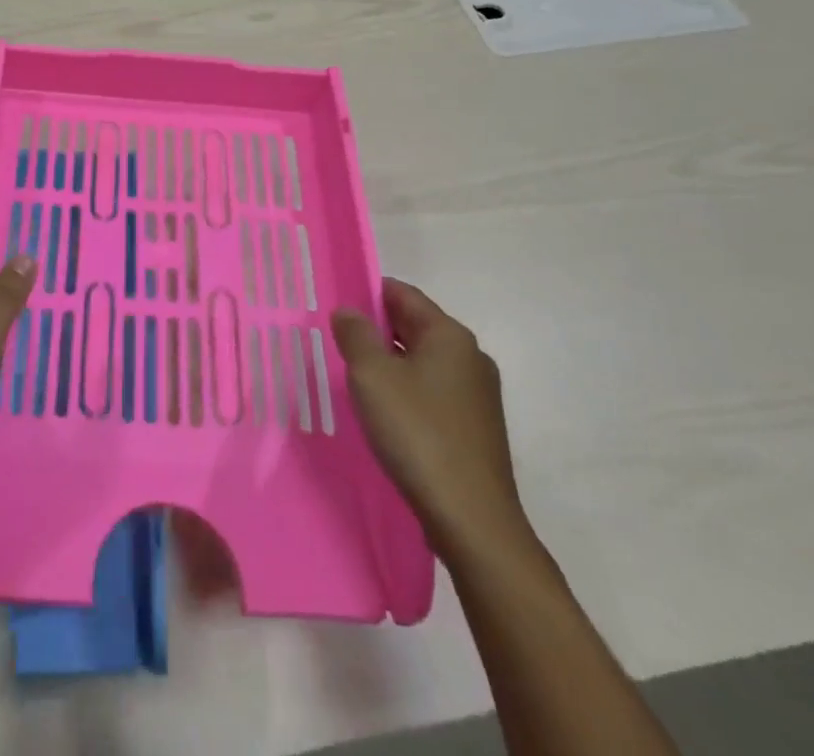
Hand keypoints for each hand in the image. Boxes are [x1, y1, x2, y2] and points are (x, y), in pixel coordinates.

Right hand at [332, 280, 526, 555]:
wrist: (472, 520)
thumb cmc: (418, 434)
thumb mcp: (372, 376)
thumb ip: (355, 335)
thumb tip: (348, 311)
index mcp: (449, 335)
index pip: (402, 294)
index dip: (367, 293)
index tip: (335, 305)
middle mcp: (470, 357)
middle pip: (414, 326)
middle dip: (376, 330)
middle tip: (336, 341)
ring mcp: (478, 395)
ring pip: (423, 362)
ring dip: (390, 364)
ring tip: (354, 378)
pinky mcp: (476, 428)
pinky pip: (433, 393)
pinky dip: (407, 392)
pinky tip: (385, 414)